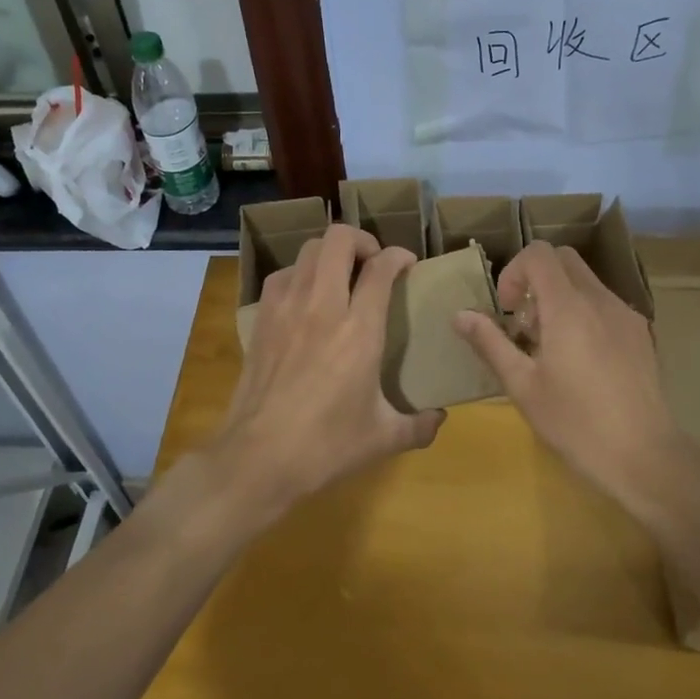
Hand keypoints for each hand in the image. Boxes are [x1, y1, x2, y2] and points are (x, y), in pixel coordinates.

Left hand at [218, 225, 444, 511]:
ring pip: (308, 251)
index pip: (381, 268)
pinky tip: (306, 296)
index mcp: (360, 330)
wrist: (258, 458)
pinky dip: (300, 274)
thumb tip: (440, 418)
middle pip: (339, 240)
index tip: (407, 264)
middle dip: (362, 240)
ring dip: (330, 253)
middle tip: (373, 262)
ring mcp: (287, 309)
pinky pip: (282, 276)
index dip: (398, 256)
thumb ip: (419, 425)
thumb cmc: (326, 446)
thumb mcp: (383, 439)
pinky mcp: (262, 320)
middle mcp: (323, 306)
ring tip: (341, 275)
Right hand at [454, 242, 681, 508]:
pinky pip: (604, 304)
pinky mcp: (641, 335)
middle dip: (535, 280)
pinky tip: (579, 361)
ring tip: (549, 348)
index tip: (507, 310)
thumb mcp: (522, 386)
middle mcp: (600, 300)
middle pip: (563, 260)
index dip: (514, 271)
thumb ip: (491, 343)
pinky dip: (582, 313)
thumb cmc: (576, 423)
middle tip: (524, 325)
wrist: (644, 457)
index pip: (539, 254)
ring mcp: (626, 316)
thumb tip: (460, 315)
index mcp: (569, 307)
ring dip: (559, 298)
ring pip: (585, 282)